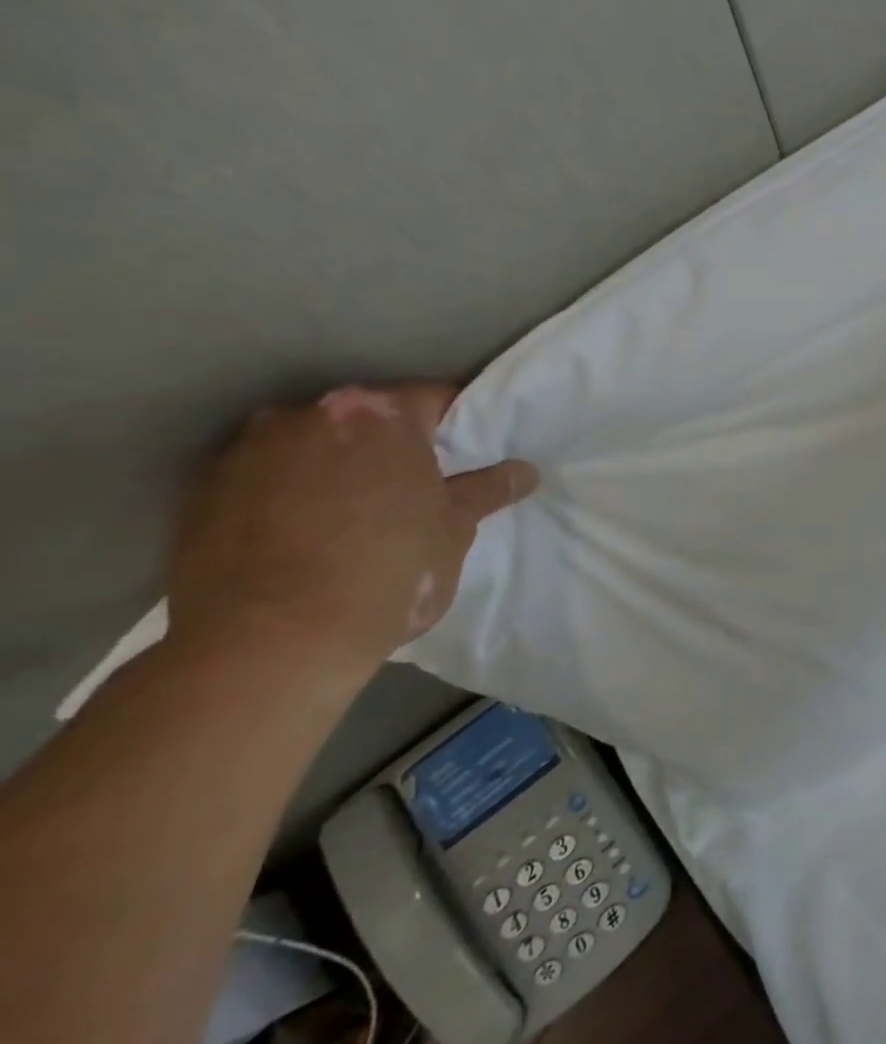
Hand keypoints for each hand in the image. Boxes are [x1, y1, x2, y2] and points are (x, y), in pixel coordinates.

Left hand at [167, 384, 537, 676]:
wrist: (267, 645)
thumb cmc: (387, 573)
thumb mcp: (454, 530)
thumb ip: (487, 490)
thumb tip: (525, 471)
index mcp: (377, 414)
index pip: (434, 398)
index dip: (459, 424)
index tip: (471, 454)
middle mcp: (306, 415)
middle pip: (367, 417)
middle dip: (393, 444)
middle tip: (418, 485)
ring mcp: (246, 451)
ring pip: (312, 445)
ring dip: (337, 465)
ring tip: (355, 514)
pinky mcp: (201, 493)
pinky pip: (265, 478)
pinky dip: (289, 493)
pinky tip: (306, 535)